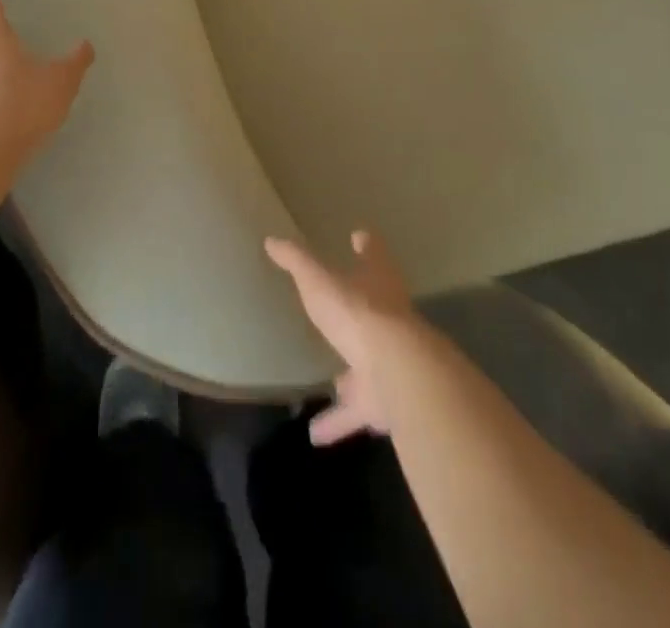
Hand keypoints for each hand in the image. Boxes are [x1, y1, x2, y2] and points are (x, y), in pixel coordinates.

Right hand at [265, 230, 416, 445]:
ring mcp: (391, 361)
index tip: (361, 236)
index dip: (368, 246)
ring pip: (369, 366)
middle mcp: (389, 318)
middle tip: (345, 310)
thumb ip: (296, 262)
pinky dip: (338, 421)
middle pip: (378, 309)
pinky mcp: (386, 400)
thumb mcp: (318, 281)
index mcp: (378, 283)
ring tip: (333, 384)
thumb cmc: (357, 314)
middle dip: (363, 310)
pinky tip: (316, 434)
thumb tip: (272, 240)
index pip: (374, 256)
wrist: (397, 374)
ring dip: (352, 376)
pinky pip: (358, 411)